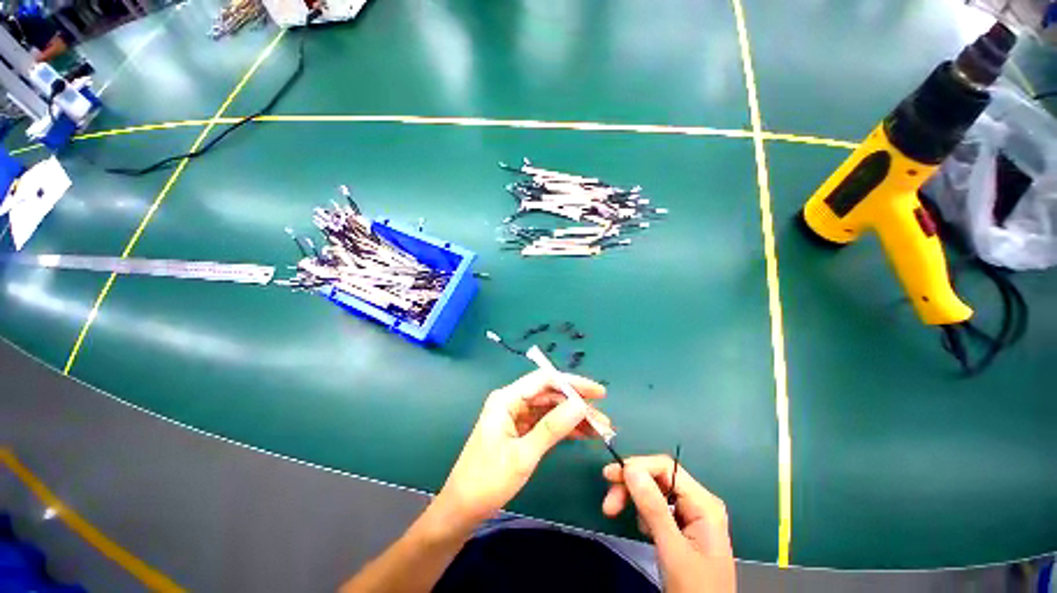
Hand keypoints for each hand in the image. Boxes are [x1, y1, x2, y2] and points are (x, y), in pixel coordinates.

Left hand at [434, 370, 608, 528]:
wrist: (462, 509)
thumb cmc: (487, 481)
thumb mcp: (523, 455)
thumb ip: (552, 428)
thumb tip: (580, 405)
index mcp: (507, 399)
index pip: (545, 380)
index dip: (573, 383)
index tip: (599, 393)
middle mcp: (512, 401)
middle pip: (550, 394)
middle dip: (577, 405)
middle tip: (603, 420)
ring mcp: (515, 416)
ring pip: (550, 409)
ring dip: (574, 418)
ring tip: (599, 430)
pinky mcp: (519, 430)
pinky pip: (545, 423)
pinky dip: (564, 428)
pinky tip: (582, 435)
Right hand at [602, 456, 735, 592]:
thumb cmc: (694, 588)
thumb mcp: (672, 550)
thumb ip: (653, 508)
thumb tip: (630, 469)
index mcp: (703, 503)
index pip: (665, 468)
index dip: (637, 467)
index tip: (610, 477)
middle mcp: (698, 503)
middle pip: (657, 478)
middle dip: (631, 486)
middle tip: (608, 503)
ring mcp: (691, 515)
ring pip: (654, 492)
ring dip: (633, 500)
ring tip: (620, 515)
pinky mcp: (682, 527)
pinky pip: (657, 508)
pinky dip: (643, 514)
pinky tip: (643, 530)